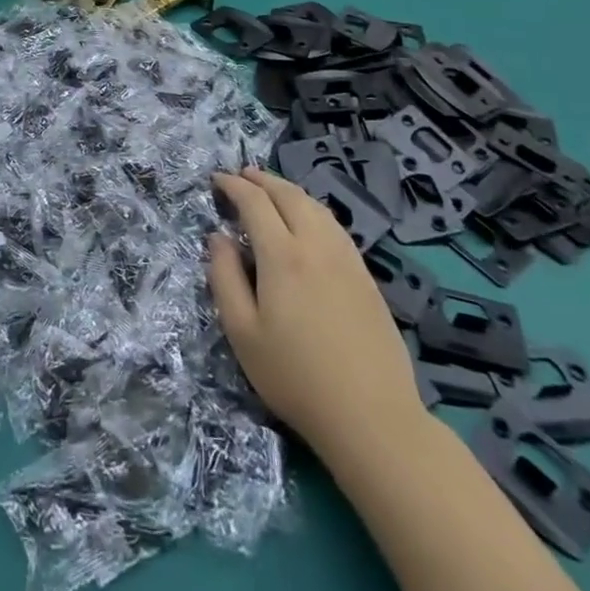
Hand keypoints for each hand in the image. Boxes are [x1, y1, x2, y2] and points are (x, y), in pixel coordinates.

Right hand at [208, 168, 422, 452]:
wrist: (372, 417)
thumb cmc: (296, 377)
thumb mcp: (242, 332)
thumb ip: (224, 278)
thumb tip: (218, 238)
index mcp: (282, 255)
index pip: (255, 202)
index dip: (233, 185)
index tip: (217, 179)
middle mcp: (316, 245)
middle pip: (288, 195)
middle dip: (262, 179)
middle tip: (242, 174)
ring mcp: (346, 259)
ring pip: (316, 207)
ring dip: (289, 190)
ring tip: (271, 189)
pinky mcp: (366, 276)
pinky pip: (334, 225)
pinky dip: (312, 209)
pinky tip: (308, 220)